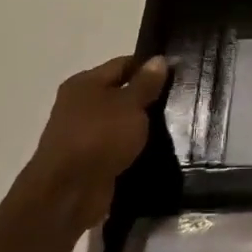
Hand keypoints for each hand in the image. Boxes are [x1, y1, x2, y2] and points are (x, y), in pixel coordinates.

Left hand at [20, 54, 169, 229]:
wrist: (69, 191)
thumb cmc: (100, 137)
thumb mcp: (129, 105)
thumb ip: (146, 83)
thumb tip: (158, 59)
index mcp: (85, 83)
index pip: (123, 64)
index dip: (150, 66)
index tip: (179, 72)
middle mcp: (80, 105)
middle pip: (121, 93)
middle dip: (149, 96)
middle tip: (182, 99)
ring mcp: (84, 133)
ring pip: (121, 121)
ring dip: (143, 124)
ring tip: (177, 124)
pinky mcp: (91, 159)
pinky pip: (119, 145)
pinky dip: (135, 145)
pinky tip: (158, 148)